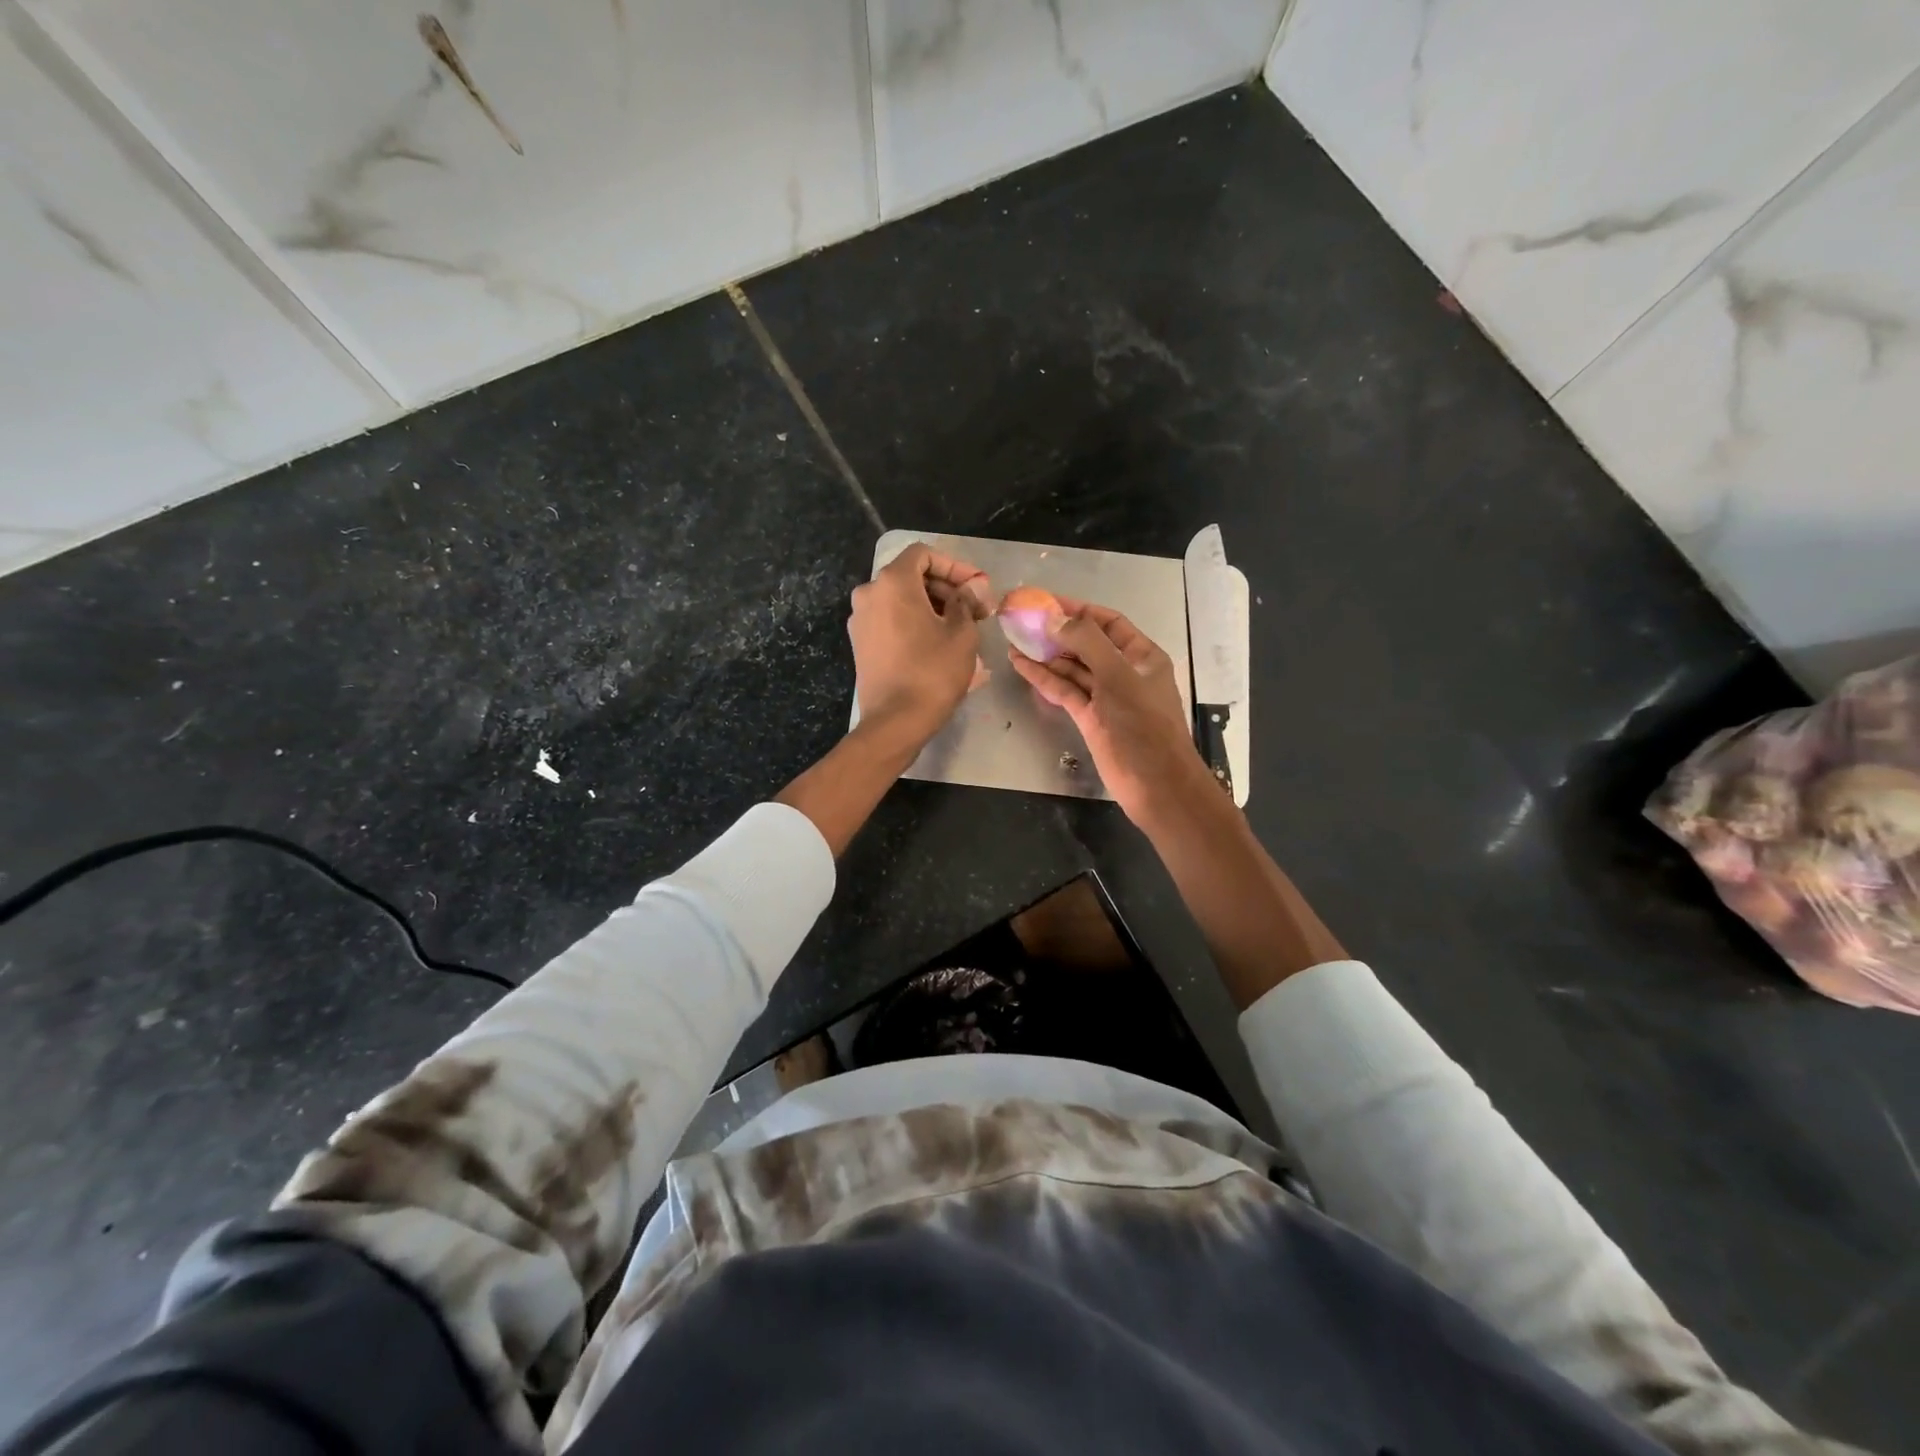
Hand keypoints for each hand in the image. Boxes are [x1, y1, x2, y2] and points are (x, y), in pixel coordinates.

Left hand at [849, 543, 992, 747]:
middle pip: (911, 576)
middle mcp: (869, 593)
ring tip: (961, 627)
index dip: (954, 566)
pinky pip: (890, 620)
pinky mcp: (860, 643)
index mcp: (893, 582)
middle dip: (946, 588)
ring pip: (900, 599)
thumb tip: (972, 588)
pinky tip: (937, 642)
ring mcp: (860, 619)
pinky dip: (913, 622)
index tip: (976, 587)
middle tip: (976, 609)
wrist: (896, 720)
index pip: (924, 554)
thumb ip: (966, 601)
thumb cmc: (933, 672)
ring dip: (932, 606)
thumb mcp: (962, 633)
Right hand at [1006, 597, 1210, 827]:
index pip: (1108, 622)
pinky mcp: (1089, 718)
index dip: (1078, 610)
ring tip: (1014, 639)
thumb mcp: (1118, 676)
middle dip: (1057, 632)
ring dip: (1046, 654)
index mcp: (1142, 656)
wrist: (1154, 783)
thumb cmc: (1143, 725)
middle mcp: (1123, 671)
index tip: (1046, 602)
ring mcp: (1105, 696)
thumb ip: (1087, 643)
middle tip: (1022, 621)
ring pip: (1072, 668)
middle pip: (1087, 644)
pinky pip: (1064, 691)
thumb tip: (1053, 619)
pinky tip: (1021, 665)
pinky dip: (1044, 678)